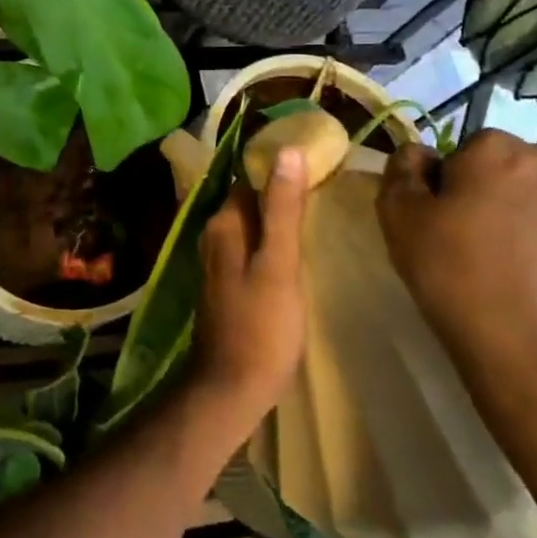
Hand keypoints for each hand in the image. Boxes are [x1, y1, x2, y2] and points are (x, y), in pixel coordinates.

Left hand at [190, 148, 309, 418]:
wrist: (231, 386)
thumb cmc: (261, 325)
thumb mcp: (279, 263)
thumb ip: (282, 209)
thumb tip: (287, 151)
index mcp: (223, 224)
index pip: (248, 178)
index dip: (277, 170)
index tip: (314, 166)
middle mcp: (213, 236)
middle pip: (247, 201)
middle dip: (277, 195)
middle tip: (323, 192)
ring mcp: (217, 262)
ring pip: (249, 227)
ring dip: (275, 221)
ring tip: (316, 219)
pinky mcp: (226, 284)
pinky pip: (249, 250)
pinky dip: (269, 245)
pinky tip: (294, 254)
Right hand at [376, 130, 536, 488]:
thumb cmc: (459, 282)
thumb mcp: (400, 221)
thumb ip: (402, 171)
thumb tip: (420, 153)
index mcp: (498, 150)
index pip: (468, 151)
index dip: (454, 186)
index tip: (448, 224)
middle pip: (518, 171)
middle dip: (502, 197)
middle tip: (484, 246)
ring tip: (526, 273)